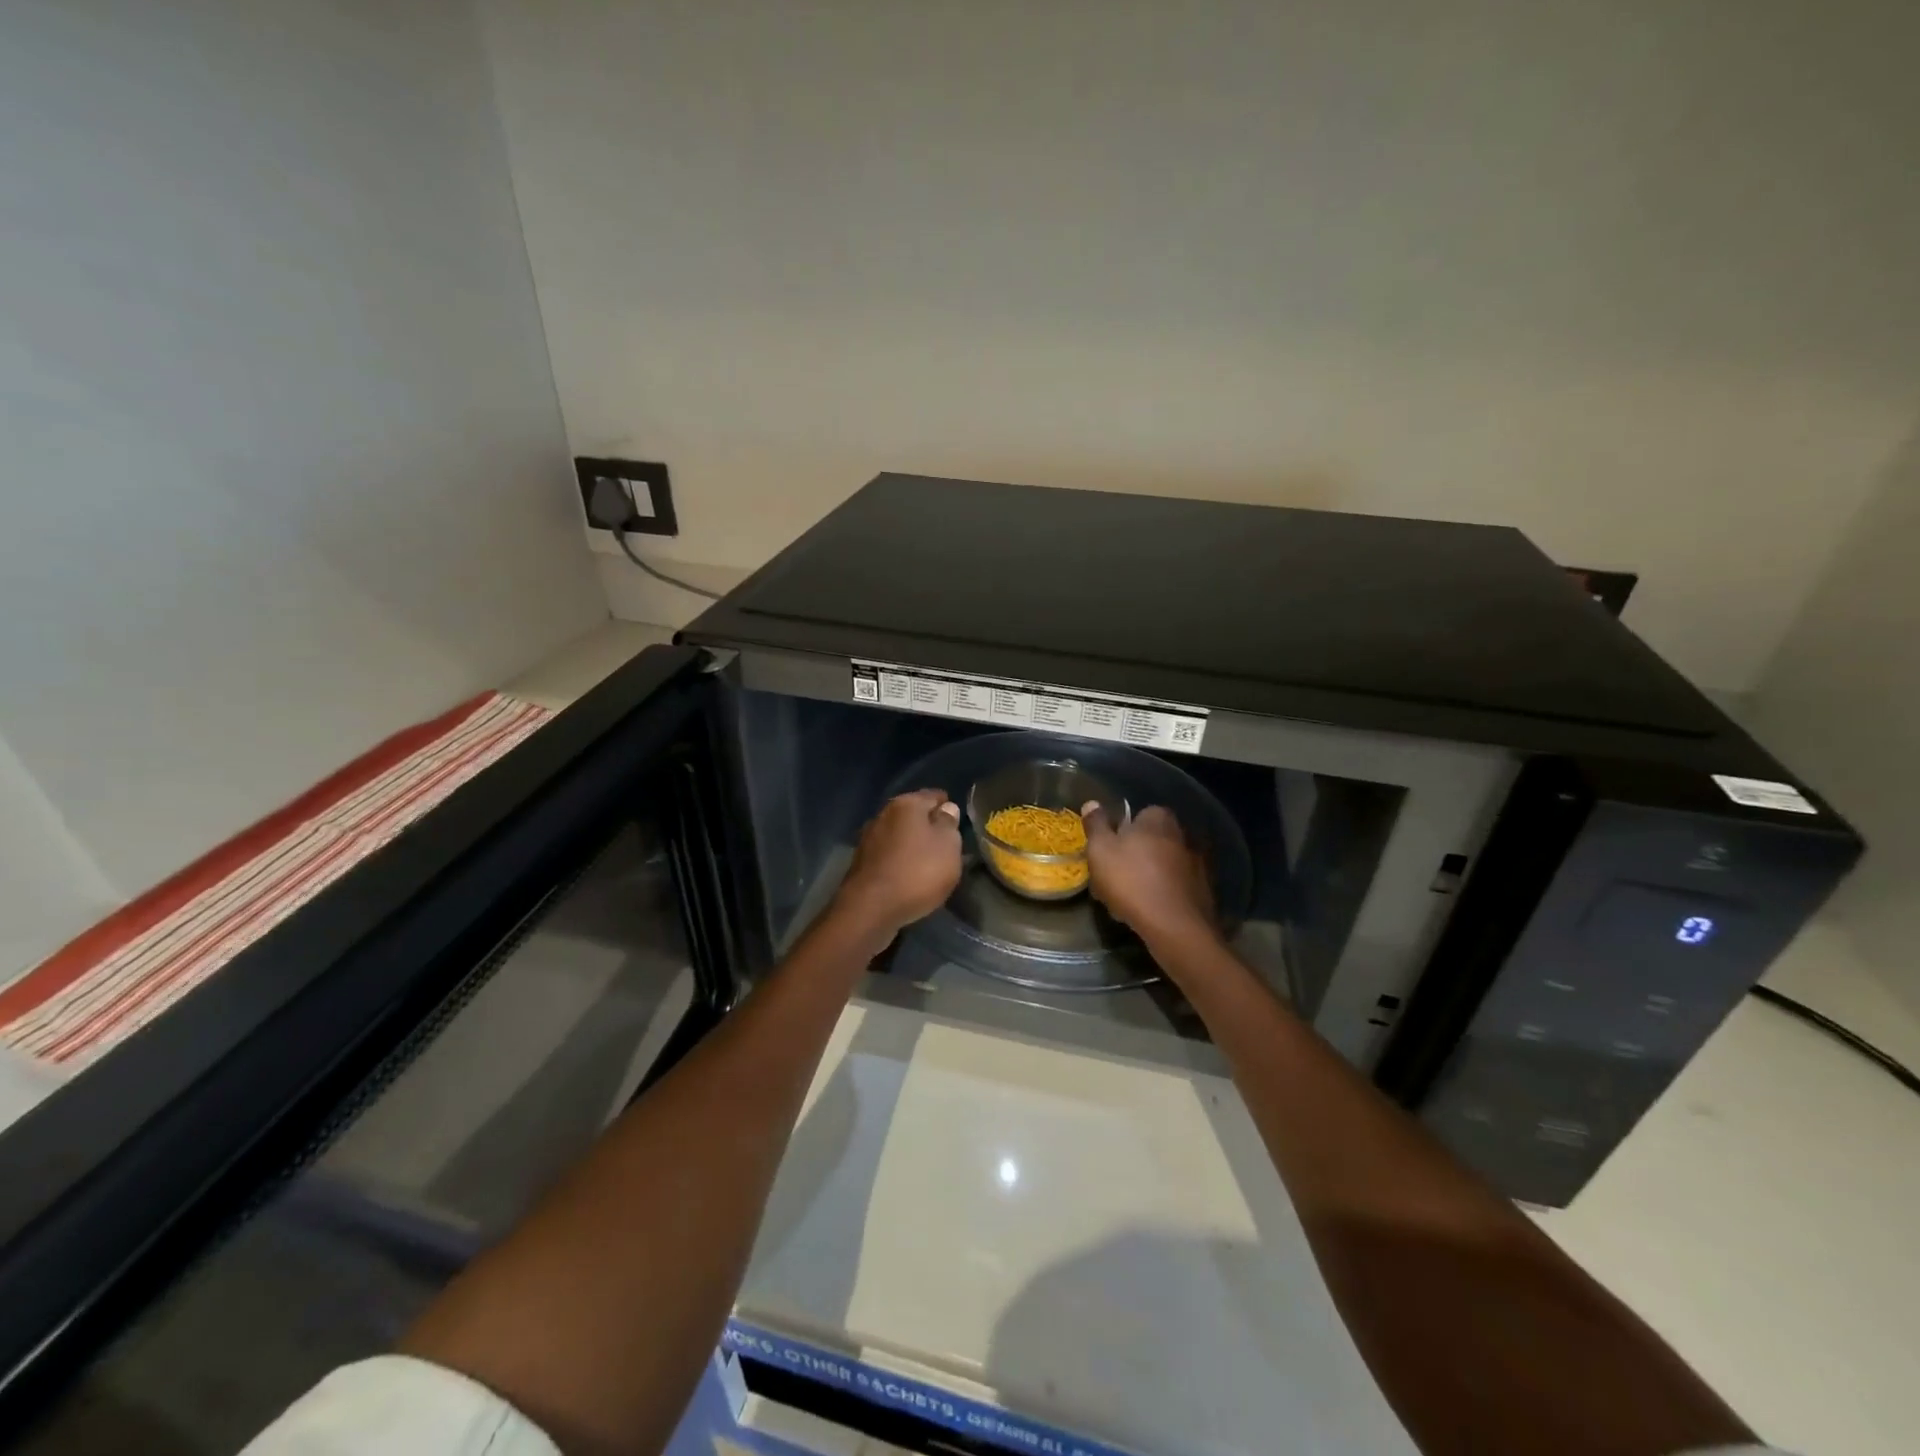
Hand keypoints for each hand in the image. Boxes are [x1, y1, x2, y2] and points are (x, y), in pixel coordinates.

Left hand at [835, 790, 963, 936]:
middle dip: (929, 826)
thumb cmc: (917, 872)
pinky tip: (908, 875)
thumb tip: (947, 808)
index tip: (958, 823)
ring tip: (928, 863)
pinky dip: (899, 861)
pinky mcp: (860, 862)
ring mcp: (868, 838)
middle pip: (913, 815)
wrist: (870, 909)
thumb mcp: (948, 846)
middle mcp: (884, 814)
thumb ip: (949, 824)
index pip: (934, 795)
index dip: (949, 807)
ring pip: (899, 835)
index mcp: (906, 804)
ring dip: (912, 845)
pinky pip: (888, 855)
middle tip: (946, 845)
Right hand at [1082, 803, 1215, 948]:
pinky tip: (1150, 909)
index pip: (1139, 814)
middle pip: (1152, 840)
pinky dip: (1164, 893)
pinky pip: (1176, 886)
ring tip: (1130, 897)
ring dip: (1150, 875)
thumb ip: (1096, 825)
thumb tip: (1092, 803)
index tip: (1108, 850)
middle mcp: (1183, 835)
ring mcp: (1197, 863)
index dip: (1122, 831)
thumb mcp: (1101, 850)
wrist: (1175, 927)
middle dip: (1136, 854)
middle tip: (1115, 875)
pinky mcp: (1204, 890)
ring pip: (1164, 864)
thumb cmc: (1131, 881)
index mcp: (1159, 819)